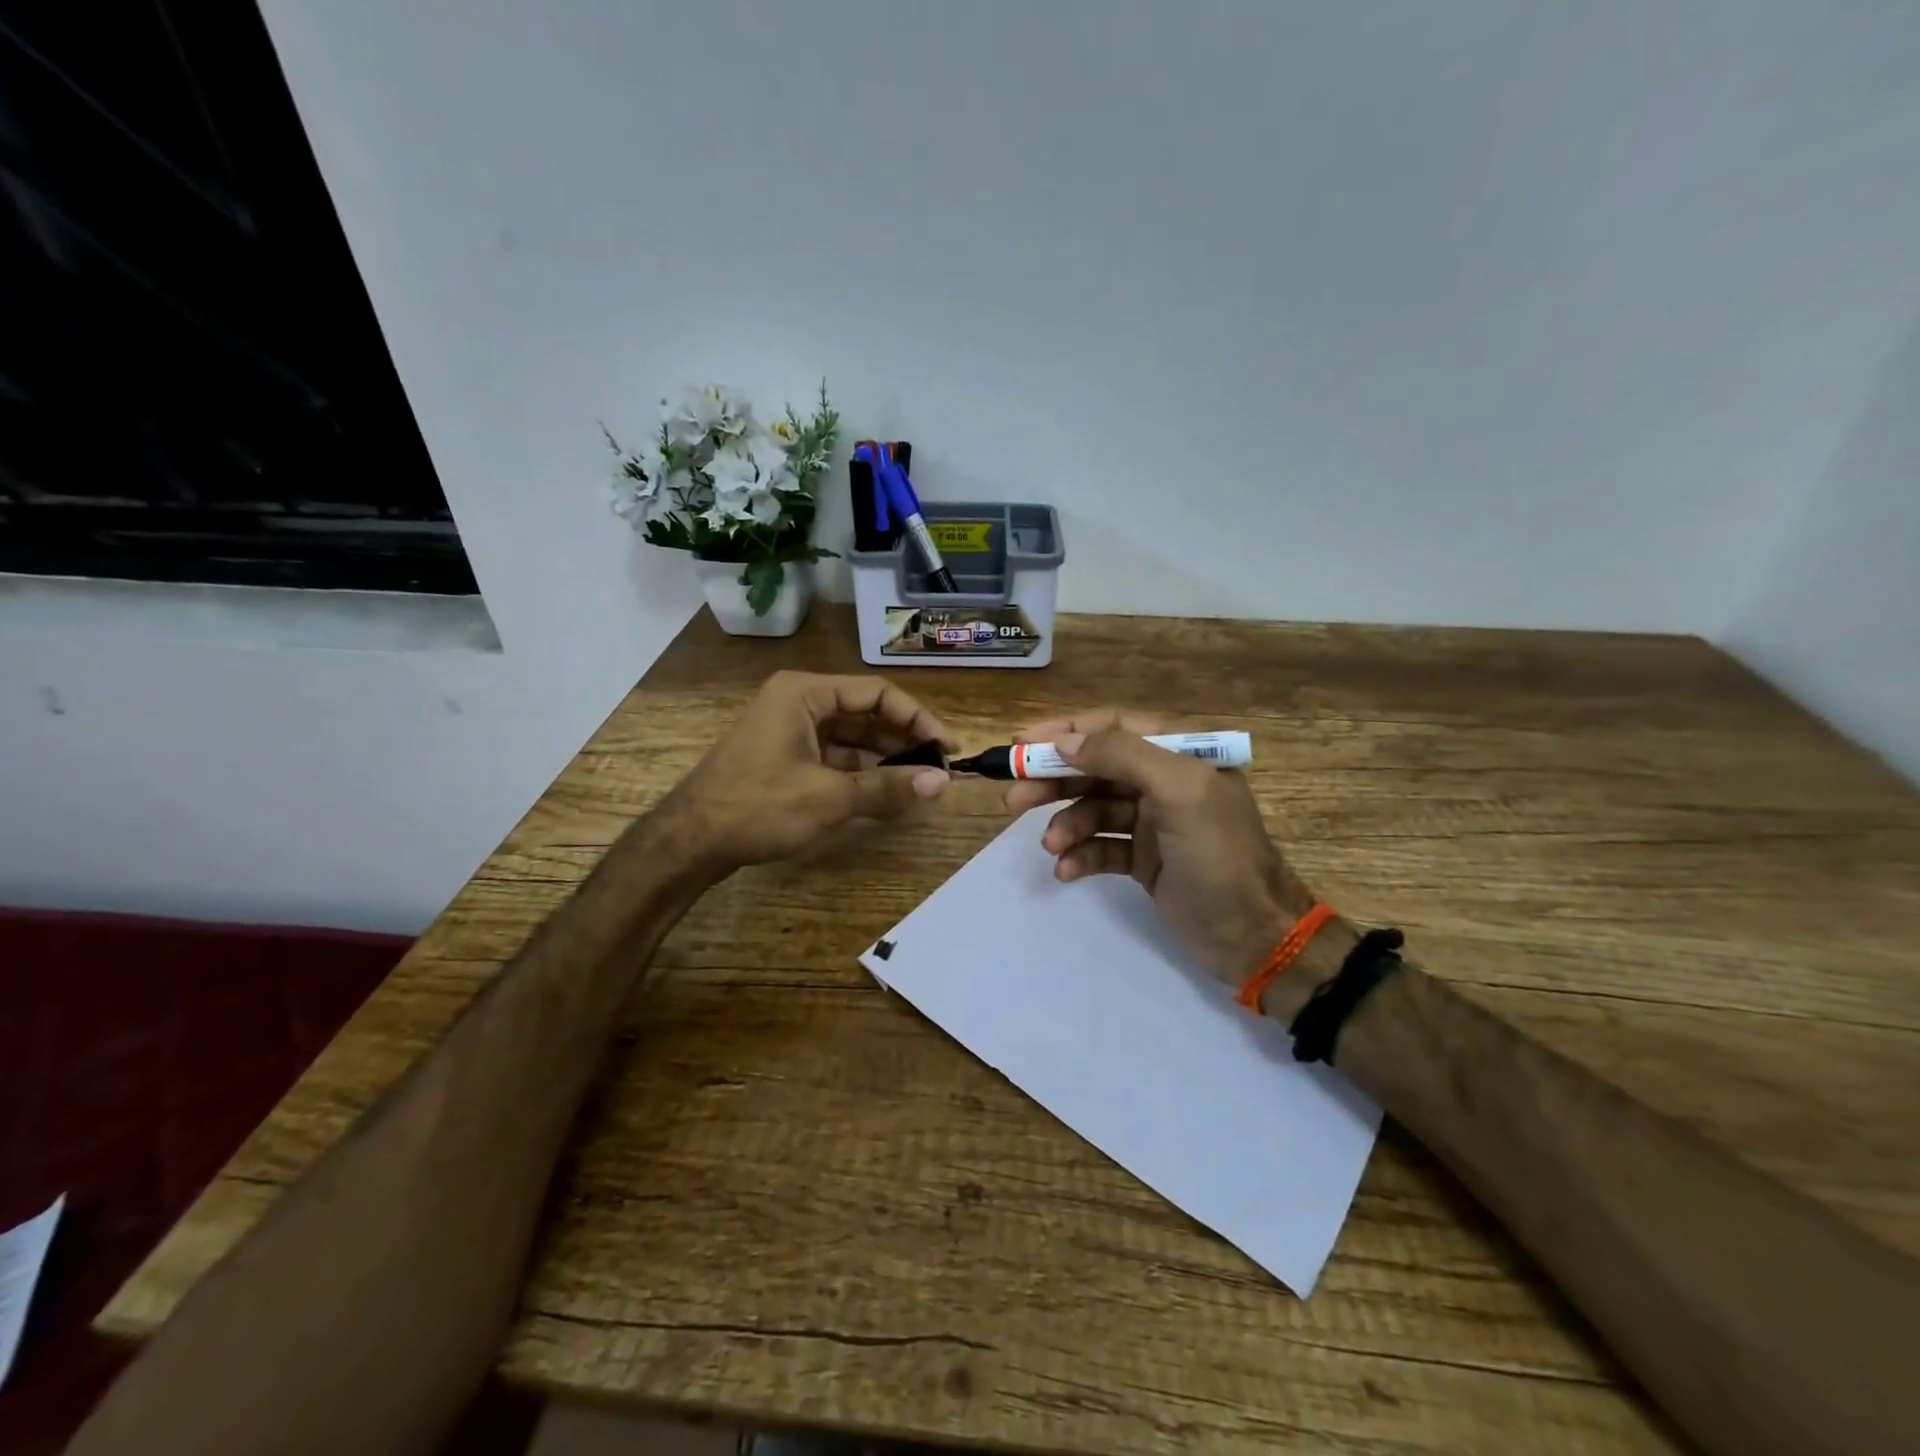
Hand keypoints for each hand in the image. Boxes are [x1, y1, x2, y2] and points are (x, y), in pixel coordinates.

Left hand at [665, 671, 953, 871]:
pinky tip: (886, 793)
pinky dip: (862, 773)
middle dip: (904, 739)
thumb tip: (942, 784)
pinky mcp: (786, 758)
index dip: (917, 718)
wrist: (689, 841)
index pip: (877, 693)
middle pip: (866, 712)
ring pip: (852, 737)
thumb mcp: (829, 797)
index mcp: (805, 693)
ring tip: (921, 783)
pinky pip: (835, 757)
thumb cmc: (758, 806)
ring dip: (885, 758)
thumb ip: (887, 788)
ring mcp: (790, 730)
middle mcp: (799, 702)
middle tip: (939, 768)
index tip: (946, 747)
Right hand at [1006, 709, 1315, 988]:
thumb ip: (1123, 756)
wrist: (1255, 937)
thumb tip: (1066, 740)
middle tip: (1015, 800)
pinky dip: (1082, 855)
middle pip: (1096, 768)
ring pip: (1094, 809)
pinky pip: (1102, 847)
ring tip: (1052, 846)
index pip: (1113, 727)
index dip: (1066, 731)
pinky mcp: (1144, 859)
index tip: (1021, 743)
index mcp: (1181, 753)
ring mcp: (1153, 822)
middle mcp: (1164, 781)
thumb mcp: (1179, 792)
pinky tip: (1067, 870)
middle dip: (1054, 780)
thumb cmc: (1220, 855)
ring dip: (1067, 824)